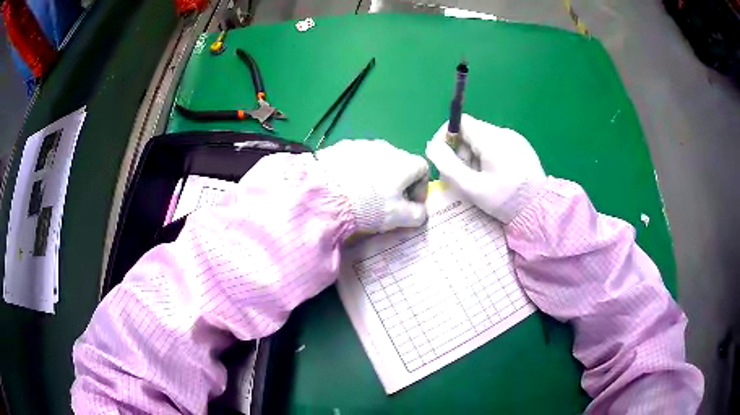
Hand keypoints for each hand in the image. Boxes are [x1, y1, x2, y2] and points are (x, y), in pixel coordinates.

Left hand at [317, 139, 428, 232]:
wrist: (327, 194)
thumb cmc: (370, 205)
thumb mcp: (399, 217)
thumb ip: (417, 214)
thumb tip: (420, 212)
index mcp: (405, 162)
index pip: (423, 169)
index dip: (420, 188)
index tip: (411, 205)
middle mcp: (387, 147)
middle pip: (400, 163)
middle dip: (397, 182)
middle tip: (387, 202)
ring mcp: (363, 144)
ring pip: (377, 160)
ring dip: (376, 175)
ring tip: (364, 194)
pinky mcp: (342, 146)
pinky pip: (356, 158)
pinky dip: (357, 170)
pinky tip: (347, 185)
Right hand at [425, 114, 544, 222]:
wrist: (540, 209)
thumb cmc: (505, 199)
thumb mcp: (472, 187)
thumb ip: (448, 165)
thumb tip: (432, 146)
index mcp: (491, 139)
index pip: (460, 121)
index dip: (446, 136)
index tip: (444, 158)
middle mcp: (503, 132)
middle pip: (471, 131)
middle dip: (461, 151)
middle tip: (463, 176)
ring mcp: (514, 139)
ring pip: (483, 139)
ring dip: (474, 156)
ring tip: (480, 180)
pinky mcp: (521, 147)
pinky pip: (497, 145)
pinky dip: (488, 157)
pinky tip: (494, 177)